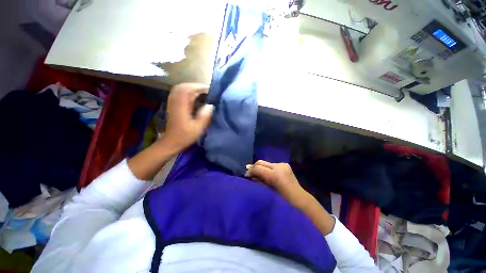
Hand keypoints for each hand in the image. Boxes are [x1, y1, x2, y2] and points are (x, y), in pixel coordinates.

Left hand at [163, 83, 213, 150]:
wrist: (171, 142)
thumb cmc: (185, 136)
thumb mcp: (198, 128)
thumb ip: (205, 116)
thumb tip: (211, 105)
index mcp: (181, 106)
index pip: (188, 89)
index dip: (199, 87)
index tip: (209, 90)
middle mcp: (175, 102)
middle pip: (183, 86)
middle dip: (195, 86)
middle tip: (206, 90)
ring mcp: (173, 103)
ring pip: (180, 89)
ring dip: (191, 88)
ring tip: (202, 92)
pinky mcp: (173, 106)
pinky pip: (179, 94)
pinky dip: (187, 92)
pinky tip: (194, 97)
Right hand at [246, 160, 335, 234]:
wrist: (299, 198)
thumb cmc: (283, 199)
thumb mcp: (268, 190)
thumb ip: (259, 180)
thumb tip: (250, 175)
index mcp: (275, 175)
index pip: (258, 168)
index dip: (250, 171)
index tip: (246, 176)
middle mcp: (279, 166)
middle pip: (260, 162)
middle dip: (254, 167)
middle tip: (249, 173)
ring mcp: (283, 164)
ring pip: (266, 163)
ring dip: (261, 168)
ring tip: (257, 174)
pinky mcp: (285, 164)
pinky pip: (272, 165)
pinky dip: (267, 168)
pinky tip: (267, 174)